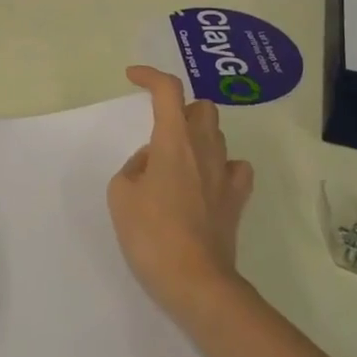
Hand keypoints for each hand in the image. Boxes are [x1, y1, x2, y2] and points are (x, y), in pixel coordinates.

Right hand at [109, 65, 255, 322]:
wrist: (195, 280)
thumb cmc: (151, 234)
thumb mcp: (120, 195)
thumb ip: (134, 167)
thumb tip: (152, 163)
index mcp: (174, 141)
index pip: (168, 90)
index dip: (150, 76)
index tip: (133, 77)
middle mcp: (205, 149)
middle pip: (202, 108)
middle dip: (180, 108)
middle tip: (159, 129)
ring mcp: (225, 174)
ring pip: (218, 134)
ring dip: (197, 136)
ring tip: (175, 160)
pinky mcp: (236, 199)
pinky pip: (235, 168)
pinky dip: (220, 165)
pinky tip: (206, 180)